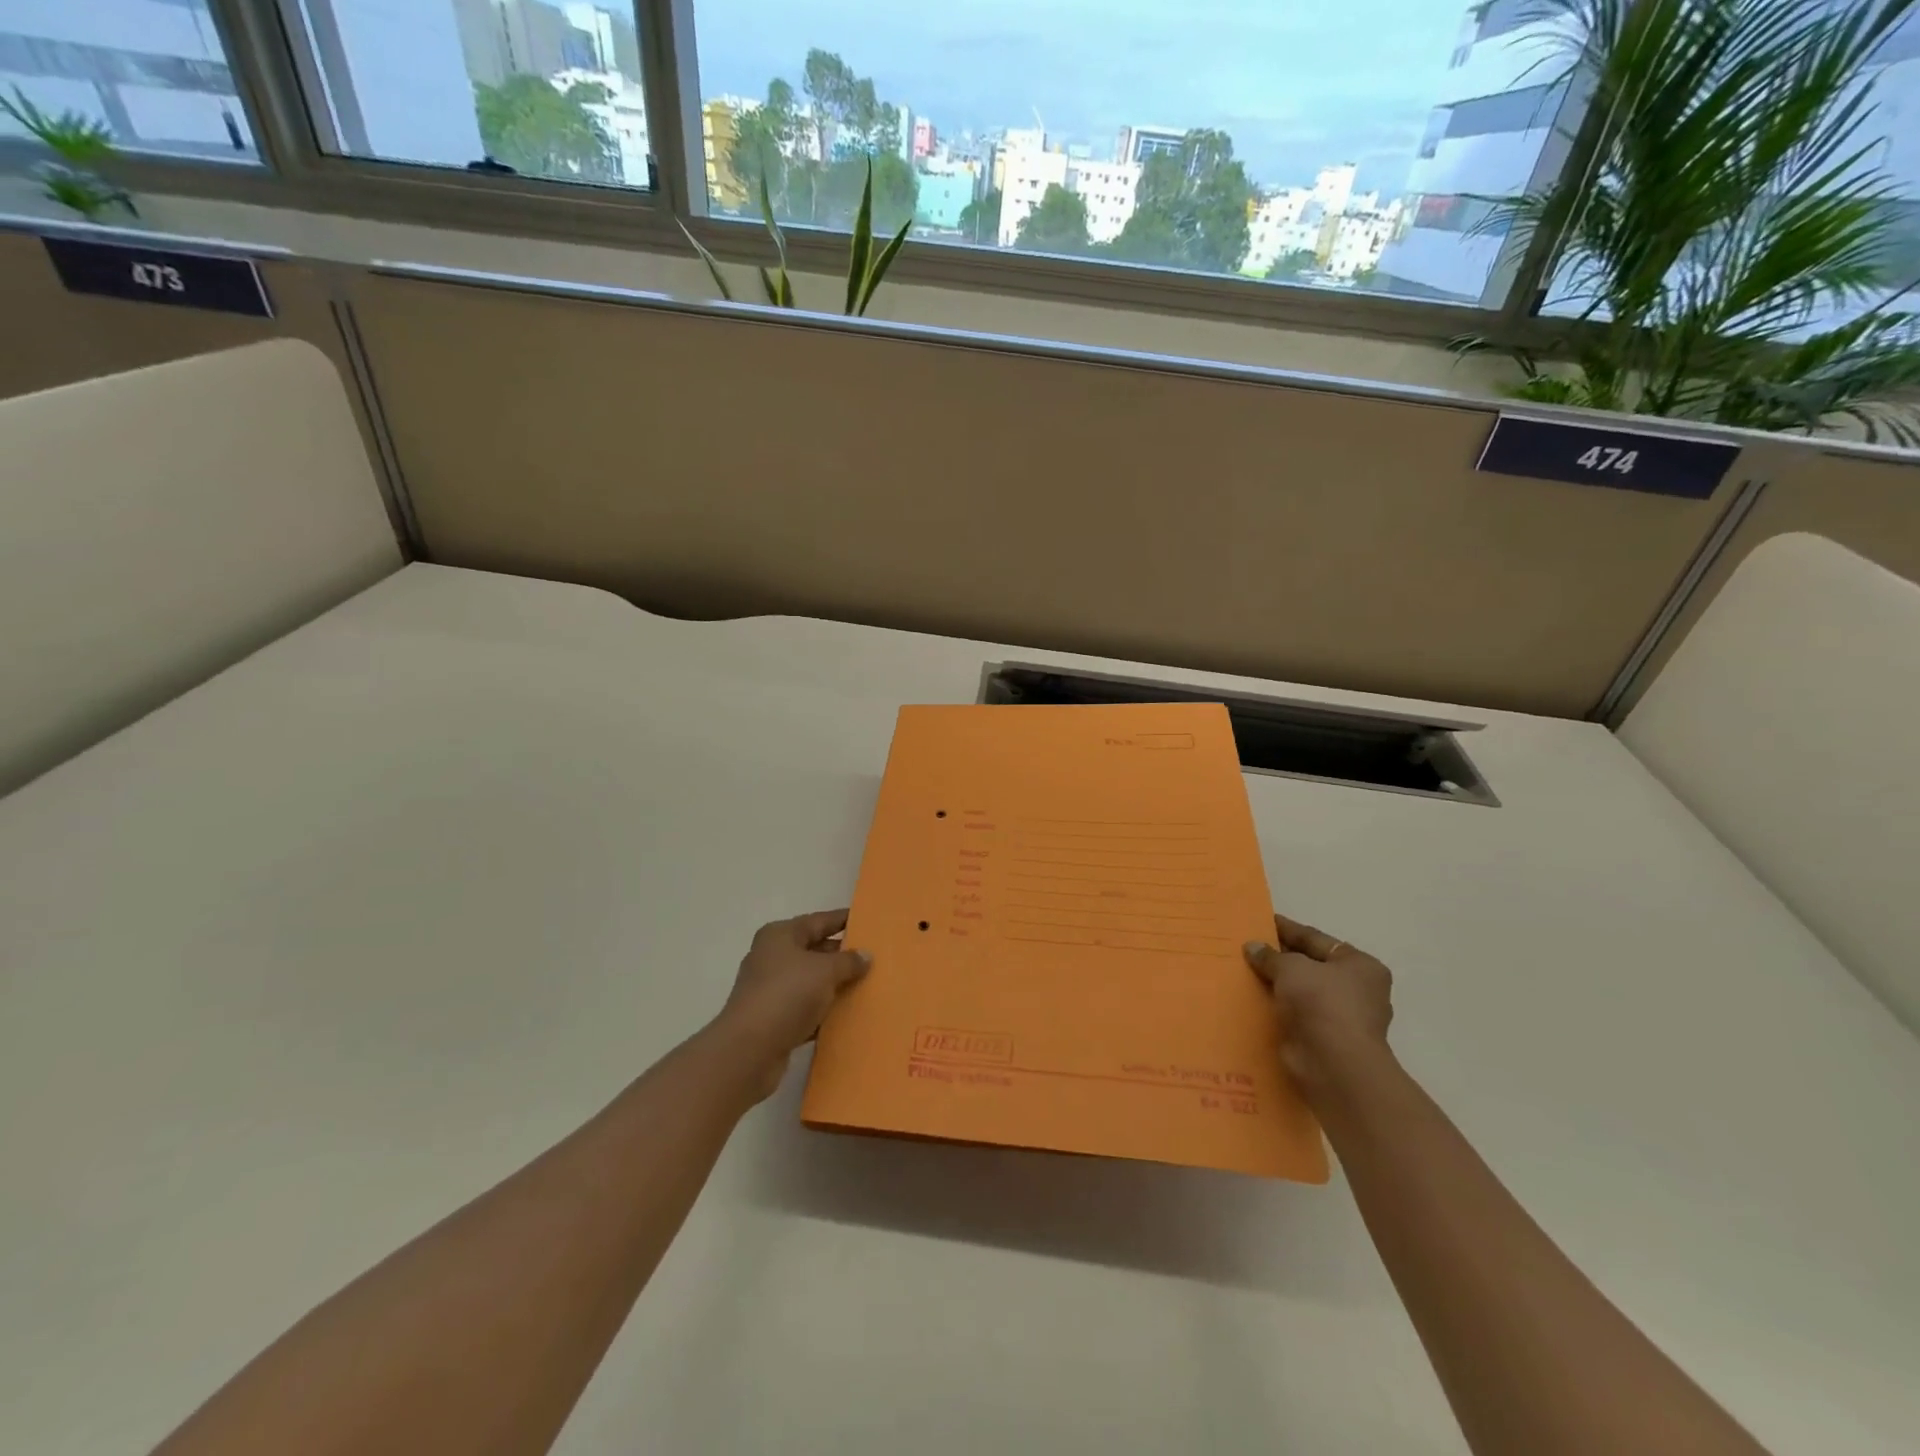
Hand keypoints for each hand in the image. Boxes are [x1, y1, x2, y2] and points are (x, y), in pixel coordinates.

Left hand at [713, 910, 870, 1101]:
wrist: (749, 1050)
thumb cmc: (787, 995)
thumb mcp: (825, 971)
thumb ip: (848, 961)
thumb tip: (865, 955)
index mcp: (780, 935)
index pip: (819, 920)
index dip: (843, 919)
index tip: (867, 920)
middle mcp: (772, 957)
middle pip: (814, 950)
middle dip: (842, 955)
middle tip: (874, 957)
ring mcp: (770, 989)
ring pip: (811, 981)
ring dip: (835, 985)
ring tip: (867, 985)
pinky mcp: (773, 1019)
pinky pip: (805, 1008)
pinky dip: (824, 1011)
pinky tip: (846, 1015)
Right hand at [1244, 913, 1393, 1093]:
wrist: (1334, 1064)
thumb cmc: (1322, 1003)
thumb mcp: (1291, 968)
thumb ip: (1271, 955)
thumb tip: (1253, 947)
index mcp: (1360, 965)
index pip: (1316, 939)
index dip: (1288, 929)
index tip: (1262, 921)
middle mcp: (1357, 990)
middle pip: (1311, 966)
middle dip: (1281, 958)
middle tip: (1249, 947)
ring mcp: (1342, 1018)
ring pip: (1302, 992)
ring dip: (1278, 985)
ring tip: (1245, 971)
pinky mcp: (1325, 1040)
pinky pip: (1296, 1015)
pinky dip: (1278, 1008)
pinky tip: (1253, 1000)